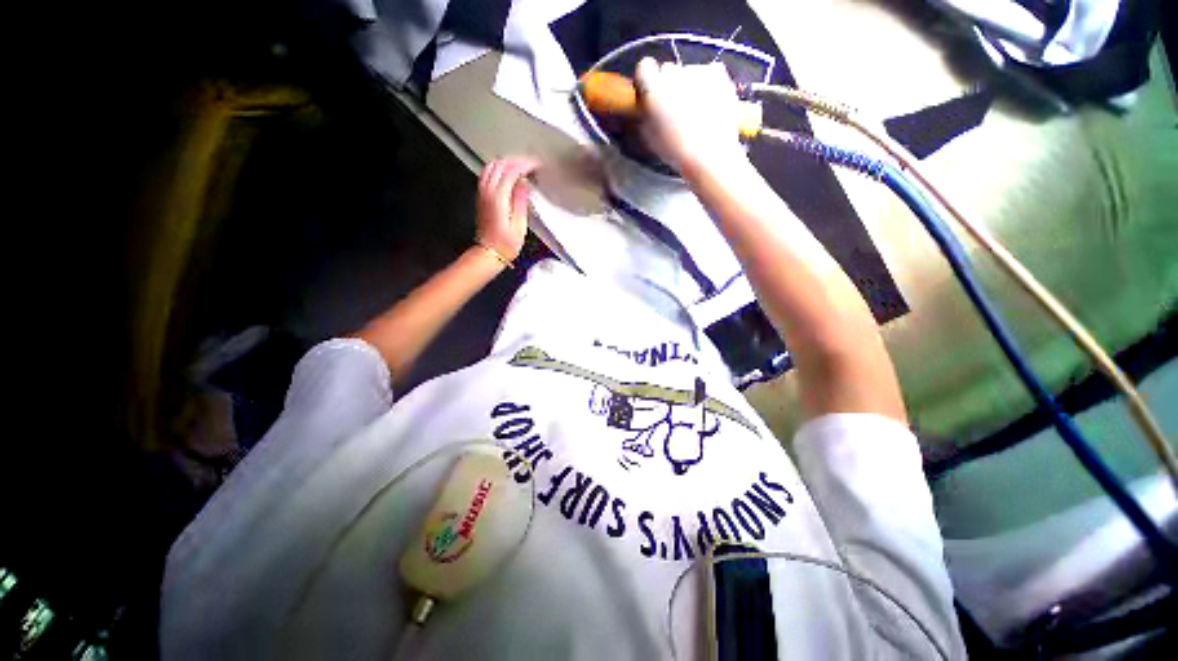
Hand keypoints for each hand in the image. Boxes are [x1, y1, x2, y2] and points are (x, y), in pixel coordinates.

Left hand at [476, 156, 539, 261]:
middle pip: (500, 164)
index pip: (511, 171)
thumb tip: (524, 183)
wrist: (489, 253)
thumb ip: (520, 201)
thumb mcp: (519, 226)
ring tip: (522, 167)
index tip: (537, 165)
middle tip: (532, 165)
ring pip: (492, 166)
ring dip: (507, 163)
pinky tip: (509, 174)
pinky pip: (487, 173)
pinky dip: (499, 169)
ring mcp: (482, 193)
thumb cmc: (505, 244)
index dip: (525, 165)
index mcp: (498, 198)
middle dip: (517, 160)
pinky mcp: (481, 196)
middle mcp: (487, 191)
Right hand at [635, 58, 747, 172]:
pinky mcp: (717, 72)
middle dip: (669, 85)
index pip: (644, 66)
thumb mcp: (649, 135)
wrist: (709, 153)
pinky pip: (709, 74)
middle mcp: (673, 71)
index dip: (647, 80)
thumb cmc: (675, 150)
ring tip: (696, 111)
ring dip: (689, 86)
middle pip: (668, 70)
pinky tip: (710, 104)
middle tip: (675, 108)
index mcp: (652, 87)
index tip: (651, 94)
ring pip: (689, 73)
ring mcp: (697, 70)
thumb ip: (646, 112)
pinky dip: (708, 85)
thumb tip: (647, 104)